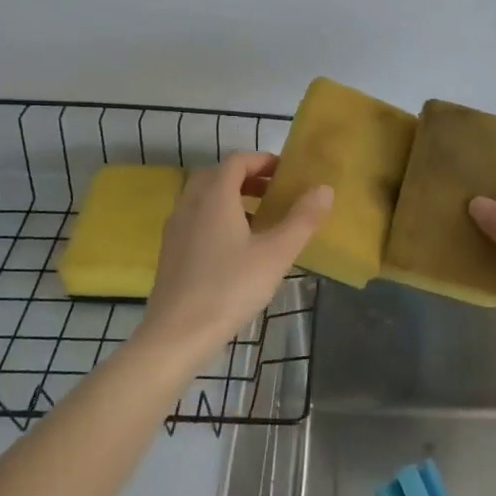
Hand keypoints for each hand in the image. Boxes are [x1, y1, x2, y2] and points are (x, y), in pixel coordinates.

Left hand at [140, 154, 331, 362]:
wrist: (176, 335)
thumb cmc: (230, 288)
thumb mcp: (276, 254)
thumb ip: (302, 219)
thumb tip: (325, 189)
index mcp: (215, 197)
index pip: (237, 161)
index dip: (262, 160)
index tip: (286, 173)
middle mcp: (190, 204)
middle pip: (218, 175)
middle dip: (248, 178)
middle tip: (275, 194)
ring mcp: (176, 228)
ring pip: (204, 198)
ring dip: (232, 198)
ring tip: (260, 221)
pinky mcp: (170, 252)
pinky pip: (196, 219)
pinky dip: (217, 218)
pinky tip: (236, 249)